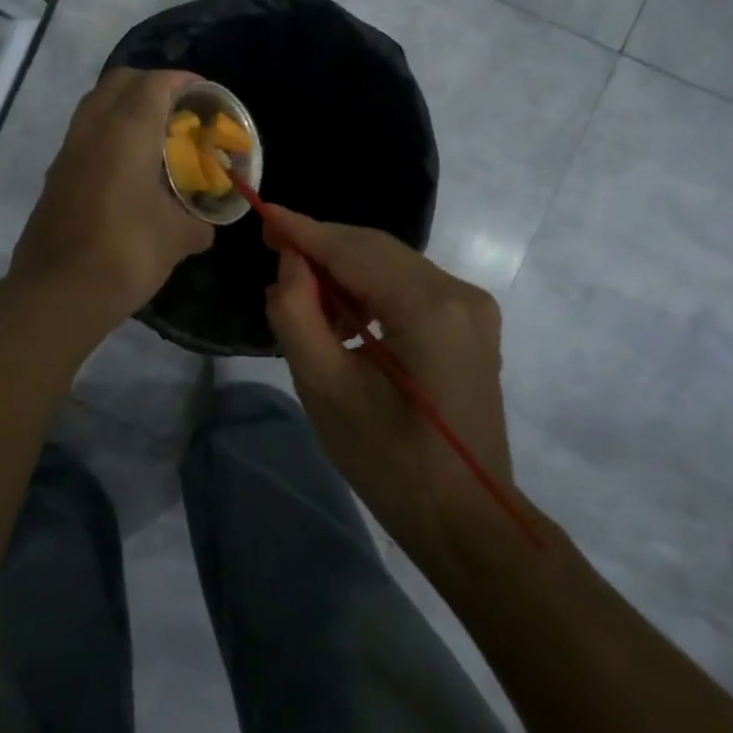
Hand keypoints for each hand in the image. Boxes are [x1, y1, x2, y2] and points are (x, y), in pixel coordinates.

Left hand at [9, 69, 214, 332]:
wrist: (57, 293)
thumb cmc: (125, 253)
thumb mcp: (178, 238)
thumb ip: (198, 222)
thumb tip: (204, 225)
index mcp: (126, 132)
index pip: (155, 83)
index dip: (182, 81)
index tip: (205, 94)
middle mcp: (92, 130)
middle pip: (119, 82)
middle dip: (151, 85)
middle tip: (179, 110)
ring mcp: (67, 152)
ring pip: (96, 106)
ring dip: (125, 107)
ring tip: (155, 136)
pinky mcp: (55, 176)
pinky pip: (85, 135)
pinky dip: (108, 134)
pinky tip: (128, 168)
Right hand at [262, 206, 518, 569]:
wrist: (467, 520)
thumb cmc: (390, 462)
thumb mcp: (326, 390)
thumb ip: (298, 315)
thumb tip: (290, 264)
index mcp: (429, 308)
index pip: (353, 250)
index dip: (303, 230)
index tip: (261, 212)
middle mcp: (459, 293)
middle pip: (375, 249)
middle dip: (321, 246)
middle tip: (272, 249)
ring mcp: (472, 307)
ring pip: (391, 265)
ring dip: (343, 271)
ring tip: (302, 297)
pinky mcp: (470, 324)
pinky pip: (409, 286)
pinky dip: (370, 290)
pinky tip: (343, 317)